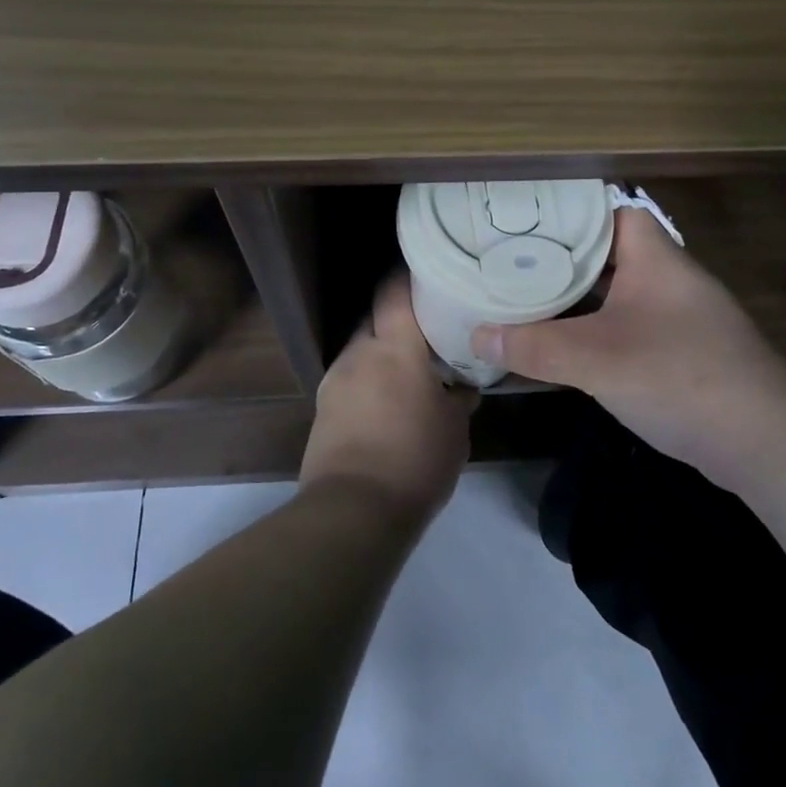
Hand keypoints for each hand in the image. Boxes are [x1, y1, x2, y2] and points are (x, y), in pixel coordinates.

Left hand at [302, 274, 476, 519]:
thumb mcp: (454, 429)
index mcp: (394, 347)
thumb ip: (459, 398)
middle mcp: (359, 354)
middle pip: (374, 319)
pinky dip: (366, 383)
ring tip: (405, 375)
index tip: (427, 275)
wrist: (353, 511)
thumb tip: (463, 387)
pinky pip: (349, 381)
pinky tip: (385, 406)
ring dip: (380, 356)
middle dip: (396, 323)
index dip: (408, 278)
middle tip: (424, 334)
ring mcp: (335, 381)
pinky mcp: (322, 410)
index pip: (394, 292)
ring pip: (360, 352)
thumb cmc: (415, 459)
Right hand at [472, 208, 785, 489]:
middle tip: (509, 261)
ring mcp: (678, 316)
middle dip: (560, 259)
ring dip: (577, 299)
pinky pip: (628, 327)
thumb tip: (477, 337)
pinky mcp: (682, 352)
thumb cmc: (678, 375)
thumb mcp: (596, 360)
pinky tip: (563, 345)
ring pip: (616, 294)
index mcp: (653, 257)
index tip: (522, 220)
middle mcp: (667, 278)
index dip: (567, 212)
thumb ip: (535, 347)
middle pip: (606, 254)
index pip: (608, 211)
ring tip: (524, 297)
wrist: (765, 440)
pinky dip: (596, 331)